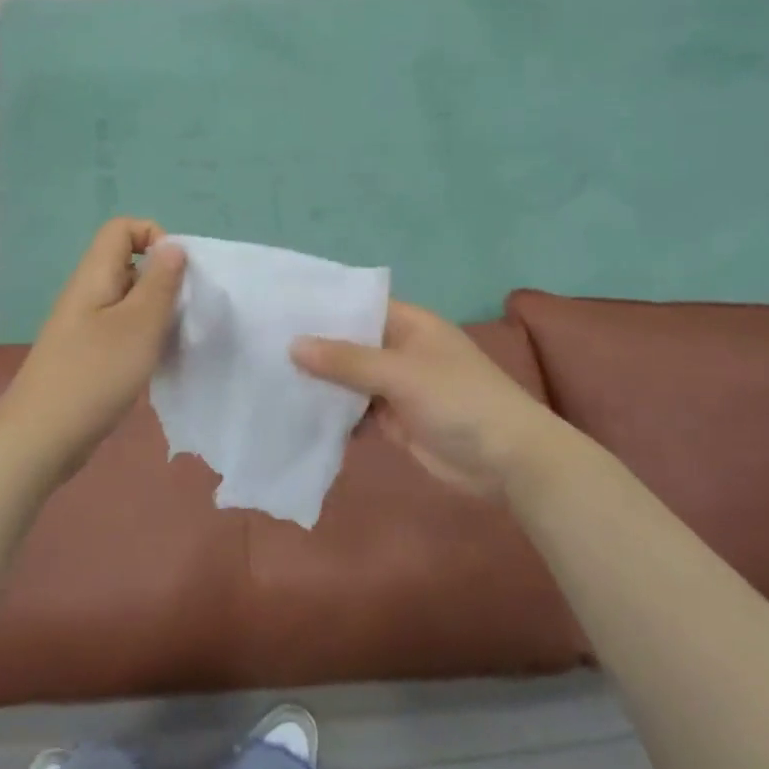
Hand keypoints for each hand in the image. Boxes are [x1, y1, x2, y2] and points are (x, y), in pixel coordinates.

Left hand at [0, 218, 185, 469]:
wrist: (42, 436)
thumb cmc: (95, 374)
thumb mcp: (139, 325)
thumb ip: (160, 283)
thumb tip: (172, 246)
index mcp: (94, 276)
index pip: (121, 229)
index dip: (154, 237)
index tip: (178, 274)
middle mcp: (86, 294)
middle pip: (127, 264)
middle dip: (162, 280)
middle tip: (181, 313)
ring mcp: (83, 326)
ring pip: (127, 301)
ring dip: (154, 314)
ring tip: (169, 342)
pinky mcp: (86, 355)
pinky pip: (120, 330)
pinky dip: (141, 339)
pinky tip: (152, 364)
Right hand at [291, 300, 554, 498]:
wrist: (507, 461)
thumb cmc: (460, 401)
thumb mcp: (401, 373)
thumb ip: (347, 360)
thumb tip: (293, 345)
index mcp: (410, 325)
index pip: (359, 306)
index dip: (323, 307)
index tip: (278, 309)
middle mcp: (400, 350)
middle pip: (350, 344)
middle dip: (314, 347)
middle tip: (260, 346)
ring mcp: (397, 387)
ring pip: (349, 380)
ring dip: (320, 383)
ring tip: (267, 378)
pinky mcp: (394, 420)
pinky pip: (355, 411)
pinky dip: (333, 414)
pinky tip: (296, 413)